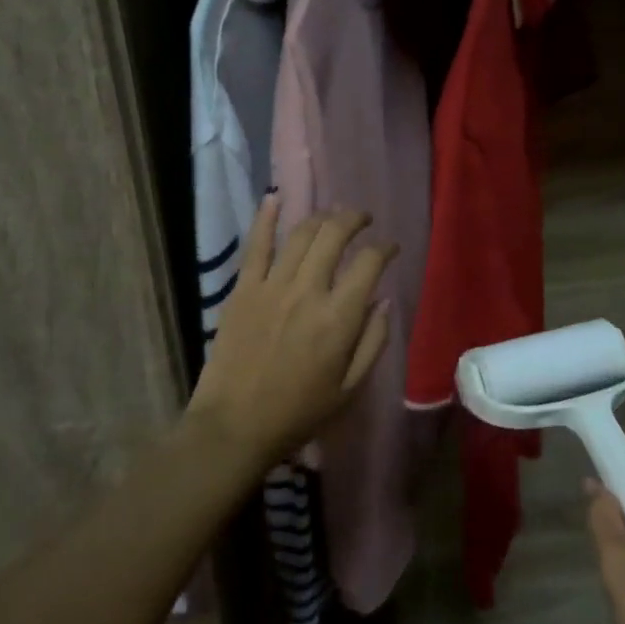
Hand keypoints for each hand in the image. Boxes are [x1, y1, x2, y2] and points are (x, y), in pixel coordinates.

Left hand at [189, 197, 394, 467]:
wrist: (234, 426)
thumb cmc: (298, 413)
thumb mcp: (350, 388)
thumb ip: (373, 341)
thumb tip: (384, 300)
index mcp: (339, 318)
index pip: (369, 263)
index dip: (385, 249)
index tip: (390, 249)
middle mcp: (308, 291)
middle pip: (335, 235)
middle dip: (354, 219)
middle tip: (363, 219)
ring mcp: (272, 286)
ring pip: (301, 234)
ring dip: (321, 217)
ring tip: (332, 215)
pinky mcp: (243, 289)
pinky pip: (256, 244)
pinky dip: (266, 217)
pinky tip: (275, 197)